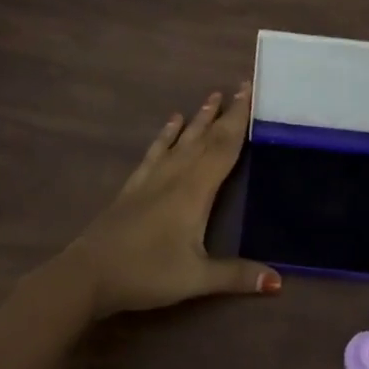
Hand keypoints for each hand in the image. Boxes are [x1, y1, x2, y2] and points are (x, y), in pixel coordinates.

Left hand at [61, 82, 281, 317]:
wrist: (89, 274)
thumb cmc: (147, 273)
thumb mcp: (196, 278)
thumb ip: (237, 276)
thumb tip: (279, 281)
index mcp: (196, 190)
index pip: (224, 147)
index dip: (239, 120)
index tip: (250, 92)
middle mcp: (176, 175)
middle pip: (206, 138)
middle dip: (226, 113)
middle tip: (241, 86)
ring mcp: (152, 178)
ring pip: (182, 140)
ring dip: (199, 118)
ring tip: (212, 96)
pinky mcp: (134, 185)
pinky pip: (156, 151)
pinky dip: (167, 134)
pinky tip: (172, 121)